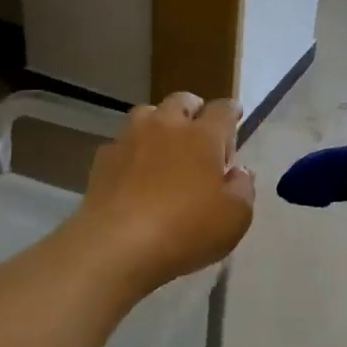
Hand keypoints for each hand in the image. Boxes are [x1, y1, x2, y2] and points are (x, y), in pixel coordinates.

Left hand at [73, 92, 255, 296]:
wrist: (117, 244)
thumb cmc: (186, 229)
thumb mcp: (234, 218)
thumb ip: (243, 190)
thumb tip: (239, 173)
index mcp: (203, 136)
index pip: (223, 110)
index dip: (231, 111)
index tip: (234, 116)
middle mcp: (166, 126)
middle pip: (181, 101)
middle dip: (193, 110)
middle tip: (199, 131)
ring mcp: (130, 139)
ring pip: (147, 114)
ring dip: (159, 123)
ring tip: (164, 146)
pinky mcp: (104, 158)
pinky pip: (123, 143)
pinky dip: (133, 151)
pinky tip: (134, 172)